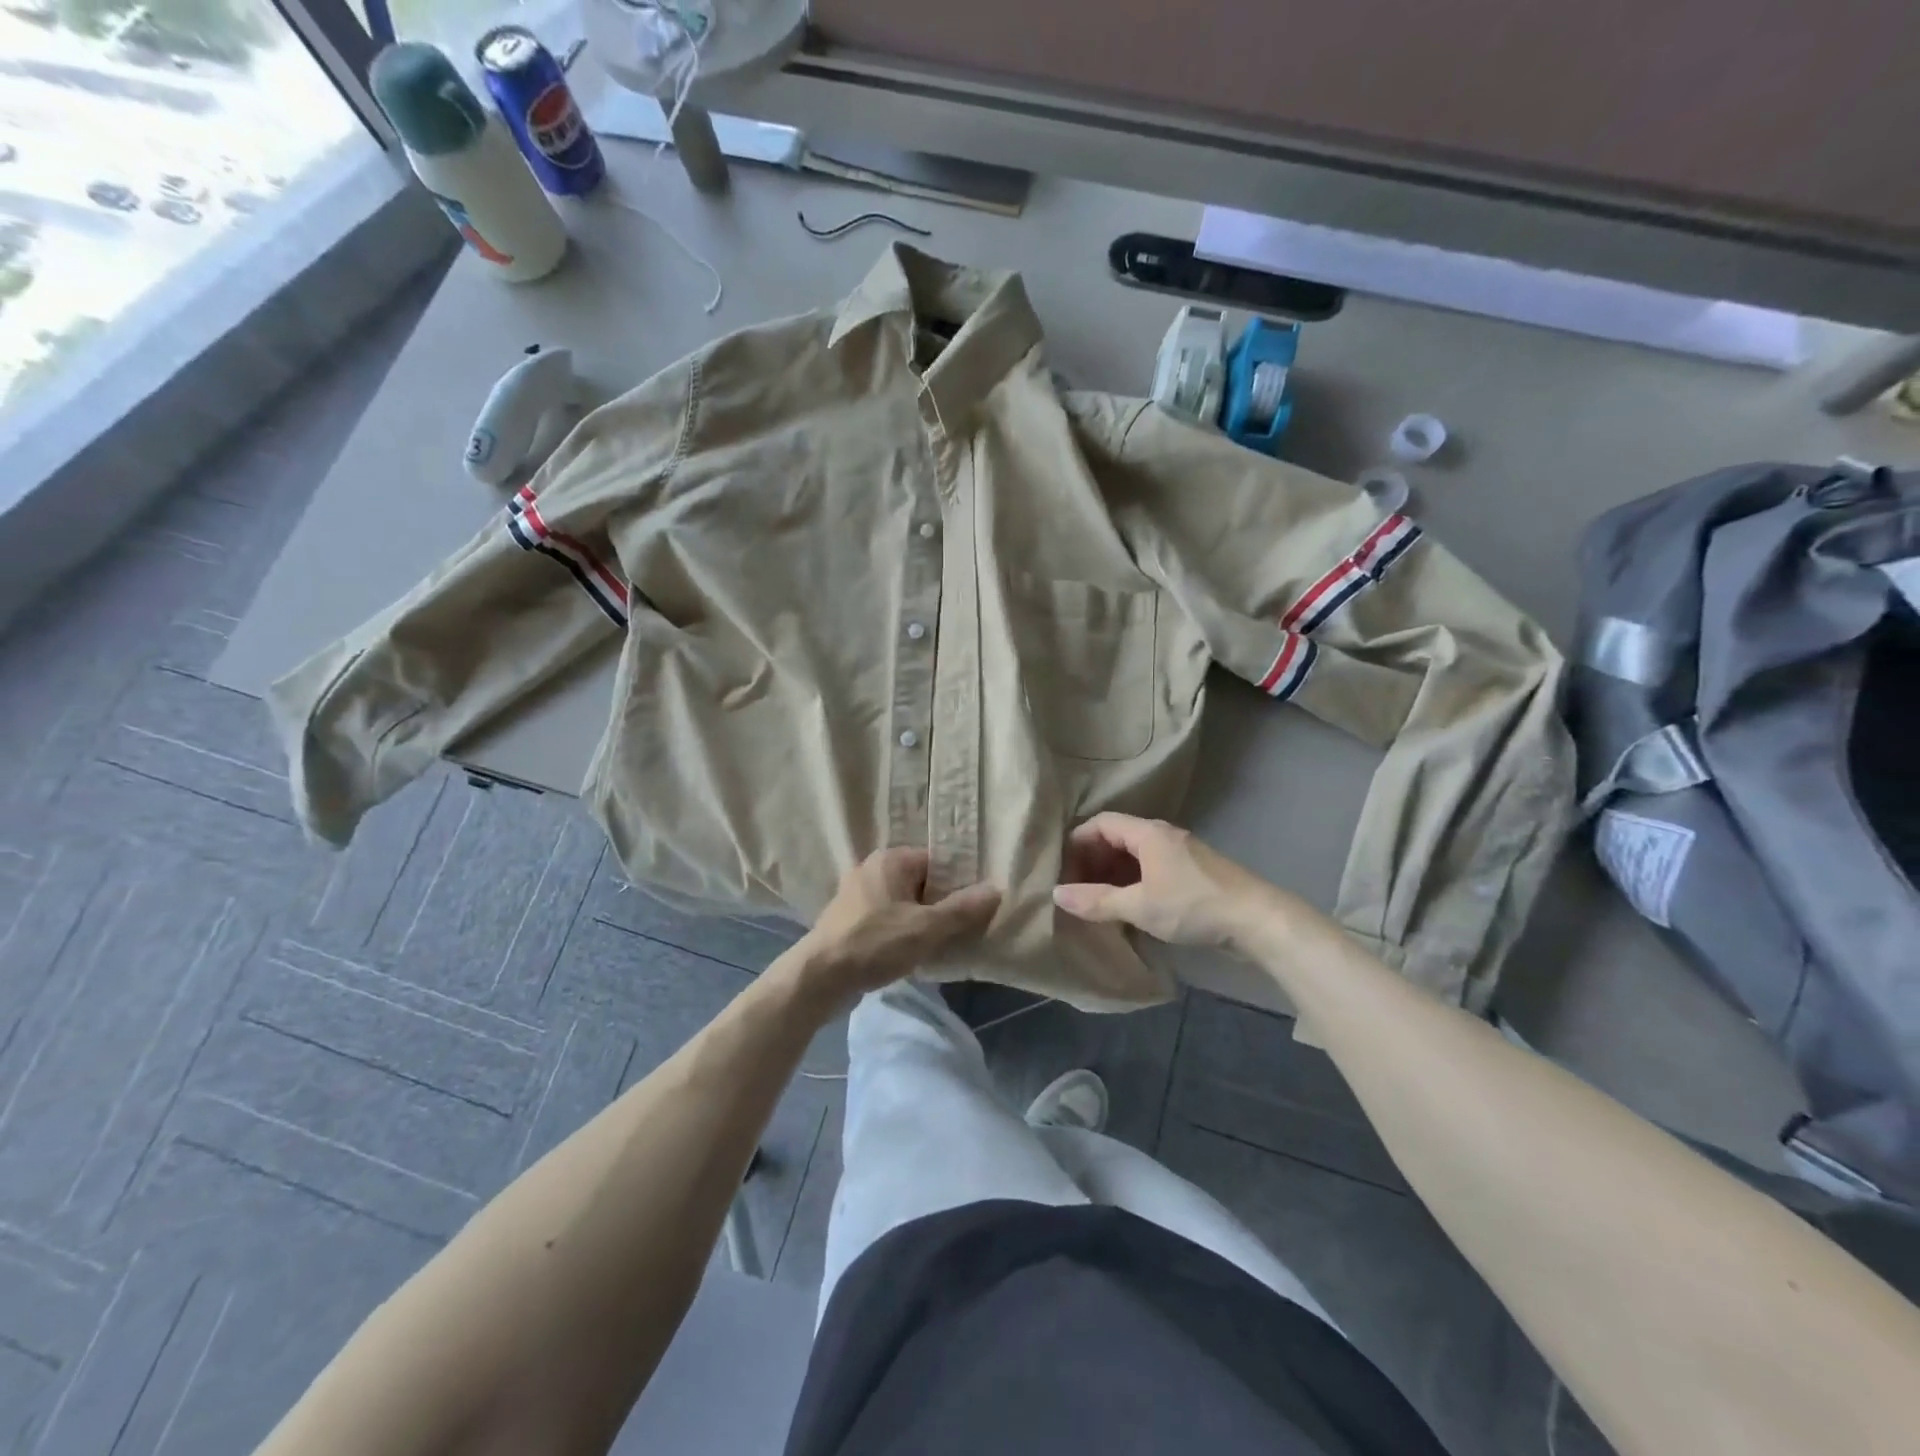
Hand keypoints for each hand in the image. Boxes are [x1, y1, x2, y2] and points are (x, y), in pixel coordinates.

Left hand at [791, 848, 1001, 1001]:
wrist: (819, 977)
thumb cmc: (876, 943)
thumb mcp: (927, 928)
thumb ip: (963, 909)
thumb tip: (996, 888)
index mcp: (891, 859)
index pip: (937, 862)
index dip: (957, 884)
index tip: (971, 909)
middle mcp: (871, 868)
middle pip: (919, 882)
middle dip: (938, 905)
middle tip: (958, 930)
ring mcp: (855, 893)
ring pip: (901, 902)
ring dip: (917, 920)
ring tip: (935, 944)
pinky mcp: (846, 918)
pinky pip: (883, 917)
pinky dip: (897, 930)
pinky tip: (906, 952)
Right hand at [1053, 813, 1280, 949]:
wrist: (1257, 920)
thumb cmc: (1193, 905)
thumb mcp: (1139, 906)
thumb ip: (1097, 901)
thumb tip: (1057, 894)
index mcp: (1147, 833)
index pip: (1100, 824)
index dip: (1078, 844)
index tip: (1064, 872)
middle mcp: (1162, 836)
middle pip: (1116, 838)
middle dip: (1093, 862)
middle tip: (1078, 891)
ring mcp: (1180, 853)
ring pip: (1134, 856)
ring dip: (1113, 875)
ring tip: (1098, 903)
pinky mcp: (1192, 873)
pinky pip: (1151, 869)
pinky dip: (1133, 883)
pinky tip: (1129, 908)